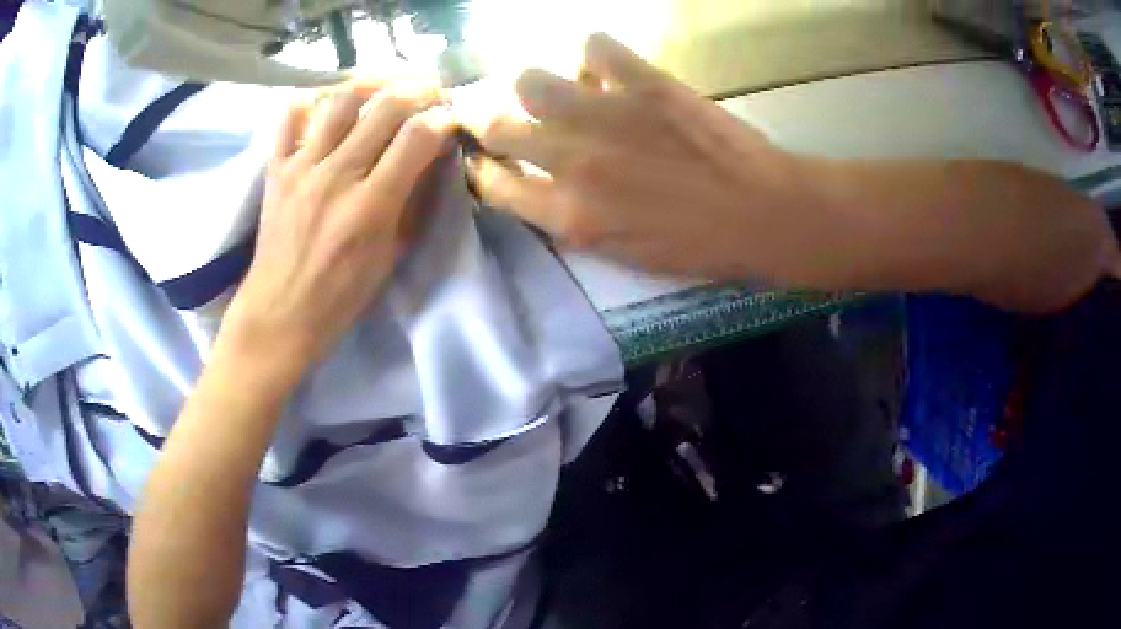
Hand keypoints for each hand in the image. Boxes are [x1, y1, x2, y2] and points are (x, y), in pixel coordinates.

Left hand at [221, 80, 454, 377]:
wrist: (280, 311)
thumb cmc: (342, 294)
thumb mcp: (393, 255)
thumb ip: (417, 202)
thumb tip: (437, 157)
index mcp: (371, 206)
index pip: (418, 136)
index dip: (444, 118)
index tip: (453, 118)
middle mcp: (336, 176)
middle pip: (386, 106)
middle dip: (419, 91)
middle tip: (431, 94)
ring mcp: (301, 167)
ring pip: (341, 100)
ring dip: (373, 84)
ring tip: (387, 88)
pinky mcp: (276, 168)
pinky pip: (289, 117)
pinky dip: (310, 102)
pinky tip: (327, 106)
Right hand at [462, 33, 813, 282]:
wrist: (762, 215)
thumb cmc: (697, 246)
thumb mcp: (621, 253)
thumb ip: (572, 220)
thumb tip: (544, 186)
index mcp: (569, 215)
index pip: (493, 185)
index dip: (486, 169)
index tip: (491, 159)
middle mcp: (573, 162)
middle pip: (498, 126)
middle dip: (493, 121)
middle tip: (514, 119)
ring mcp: (606, 116)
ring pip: (530, 79)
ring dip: (540, 86)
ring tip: (567, 93)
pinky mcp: (644, 83)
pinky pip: (596, 46)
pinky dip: (598, 55)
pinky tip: (613, 70)